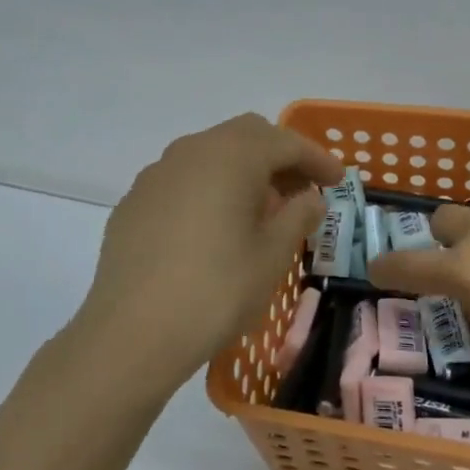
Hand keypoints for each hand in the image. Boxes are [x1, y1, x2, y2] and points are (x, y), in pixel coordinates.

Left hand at [72, 114, 342, 397]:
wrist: (131, 334)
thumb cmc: (216, 290)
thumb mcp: (272, 256)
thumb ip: (297, 216)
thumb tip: (308, 198)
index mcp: (231, 156)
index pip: (285, 142)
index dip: (317, 158)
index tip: (338, 181)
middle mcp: (191, 151)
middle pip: (246, 135)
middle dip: (279, 156)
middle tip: (302, 190)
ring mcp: (157, 174)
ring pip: (211, 154)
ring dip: (242, 171)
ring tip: (260, 210)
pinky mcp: (134, 201)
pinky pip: (183, 179)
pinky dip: (209, 189)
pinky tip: (214, 227)